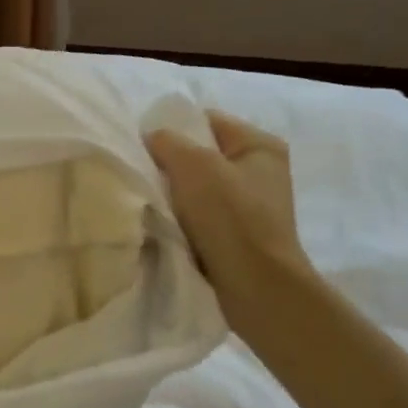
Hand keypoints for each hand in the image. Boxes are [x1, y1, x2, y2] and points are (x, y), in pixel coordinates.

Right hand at [146, 111, 315, 327]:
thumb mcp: (193, 165)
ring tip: (153, 202)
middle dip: (173, 165)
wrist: (256, 285)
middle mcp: (262, 172)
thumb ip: (168, 142)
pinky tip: (168, 227)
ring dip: (176, 196)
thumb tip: (154, 139)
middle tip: (145, 174)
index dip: (174, 129)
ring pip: (200, 189)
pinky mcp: (241, 236)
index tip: (145, 146)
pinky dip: (185, 221)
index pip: (207, 121)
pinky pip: (203, 217)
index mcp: (260, 146)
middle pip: (203, 156)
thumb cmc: (230, 216)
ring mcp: (253, 207)